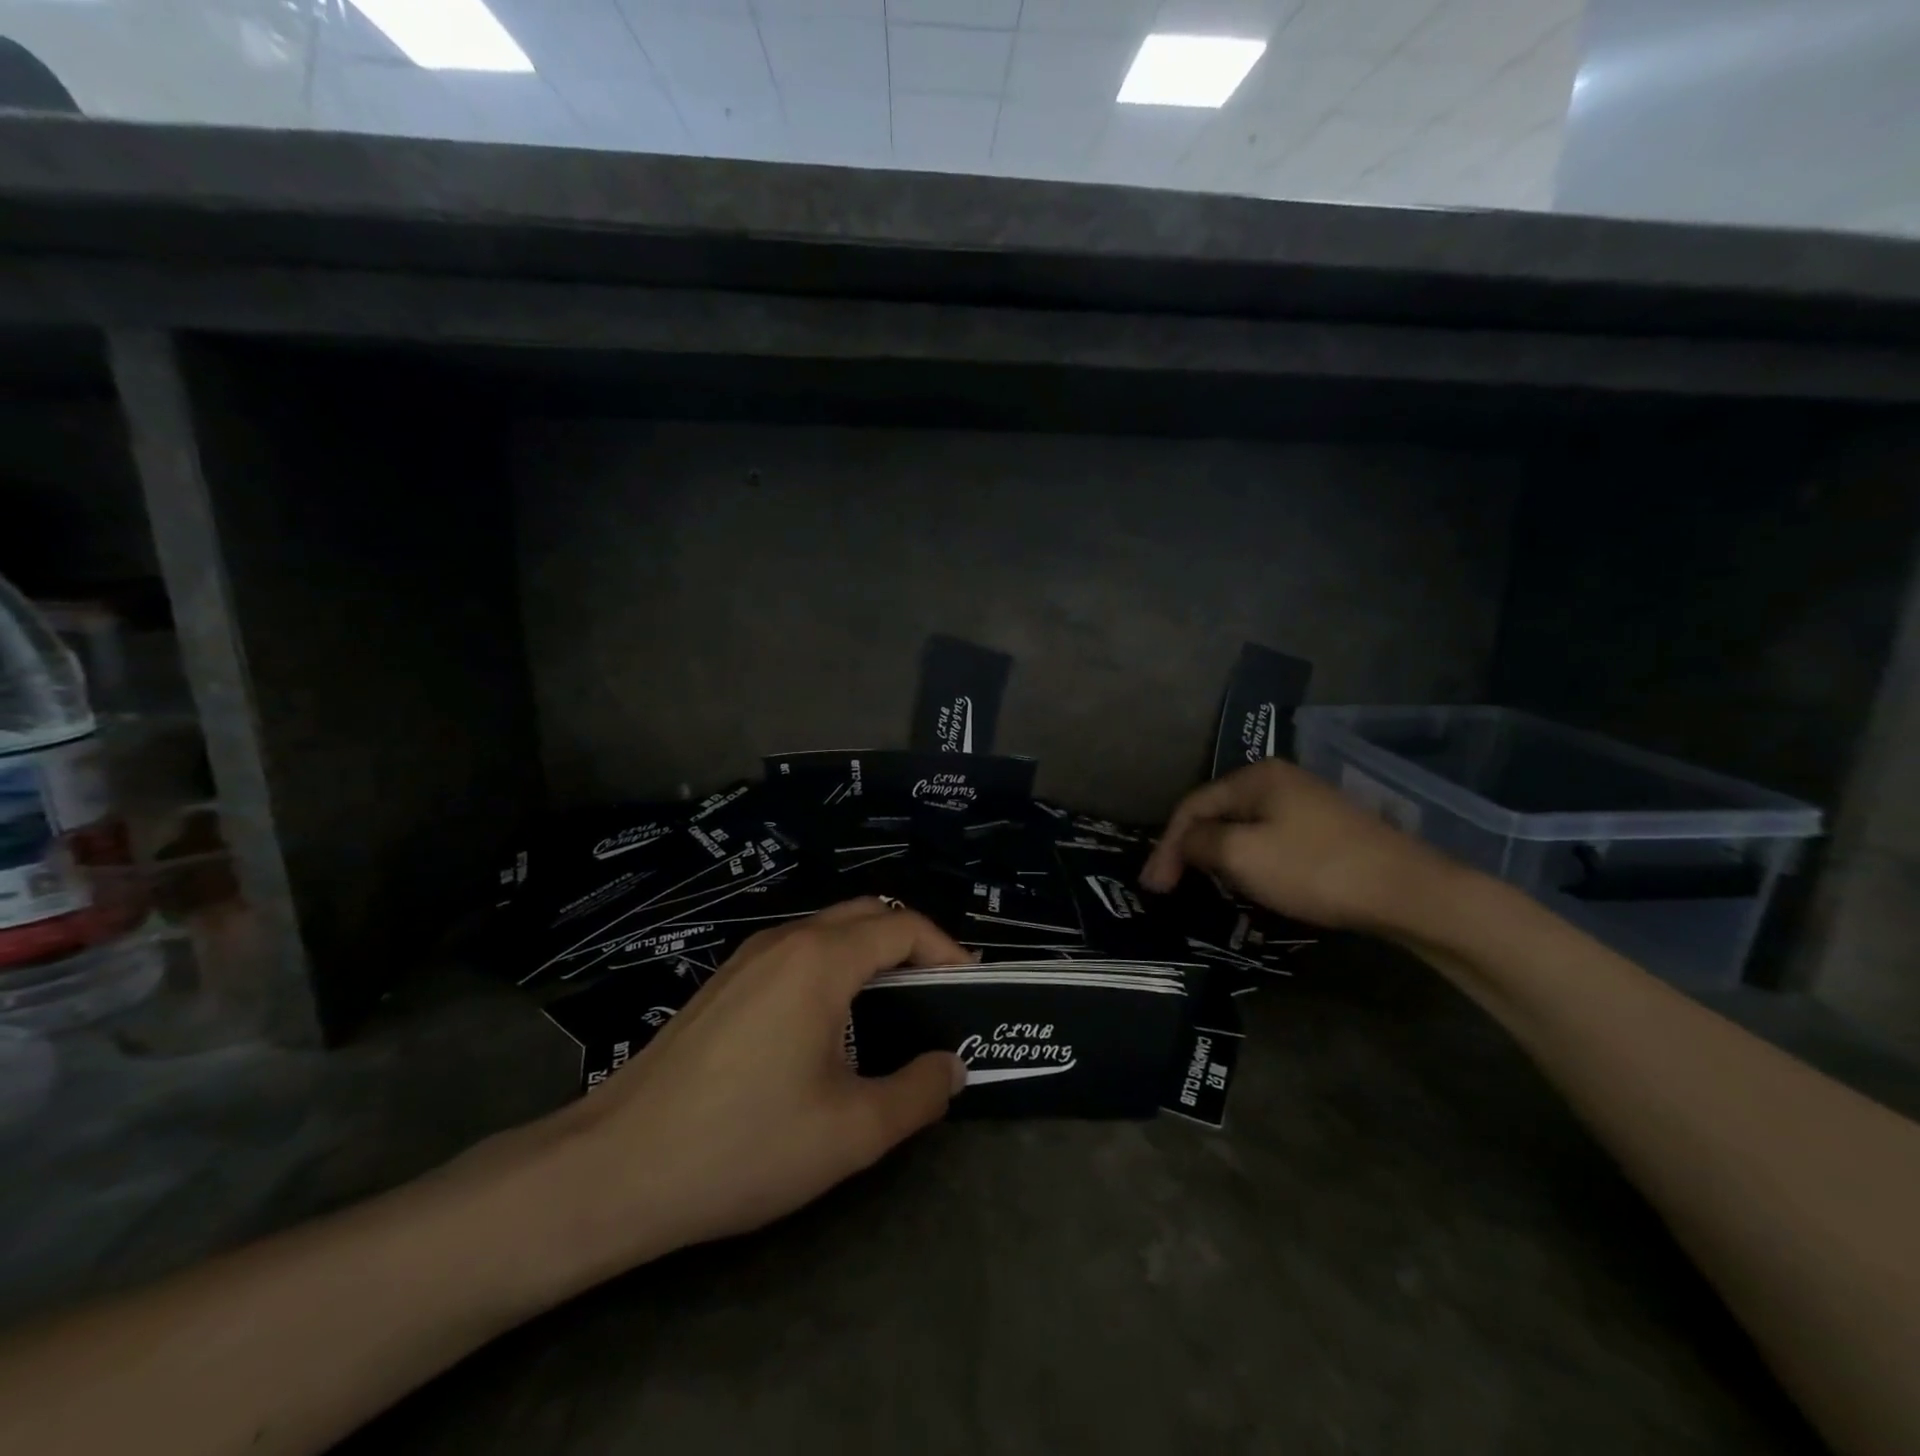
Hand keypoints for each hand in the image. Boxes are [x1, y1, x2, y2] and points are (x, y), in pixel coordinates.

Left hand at [537, 899, 969, 1282]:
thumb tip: (952, 1066)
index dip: (947, 950)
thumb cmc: (743, 1144)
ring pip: (828, 931)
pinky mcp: (723, 982)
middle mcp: (785, 940)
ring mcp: (747, 957)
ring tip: (893, 1011)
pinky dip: (833, 968)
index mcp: (821, 959)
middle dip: (912, 944)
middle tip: (938, 996)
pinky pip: (796, 953)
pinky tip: (830, 1026)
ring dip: (870, 954)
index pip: (904, 926)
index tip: (969, 990)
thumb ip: (917, 1093)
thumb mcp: (850, 1132)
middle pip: (867, 914)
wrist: (615, 1167)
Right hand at [1140, 759, 1450, 931]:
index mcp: (1254, 777)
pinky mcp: (1326, 829)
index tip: (1153, 888)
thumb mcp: (1242, 856)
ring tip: (1204, 887)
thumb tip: (1185, 843)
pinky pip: (1270, 839)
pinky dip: (1248, 860)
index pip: (1192, 806)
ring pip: (1243, 828)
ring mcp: (1306, 803)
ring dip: (1218, 857)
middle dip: (1190, 850)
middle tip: (1173, 887)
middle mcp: (1278, 780)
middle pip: (1217, 814)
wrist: (1406, 890)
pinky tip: (1249, 882)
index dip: (1167, 846)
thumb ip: (1200, 844)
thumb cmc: (1314, 868)